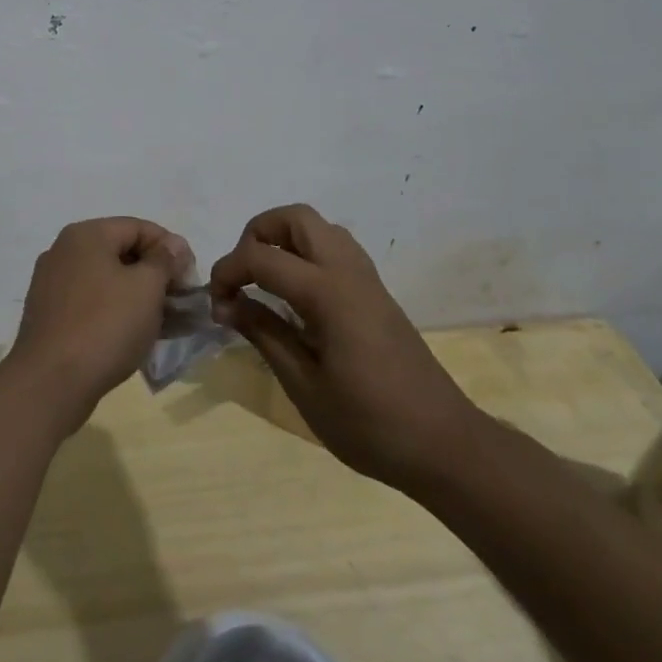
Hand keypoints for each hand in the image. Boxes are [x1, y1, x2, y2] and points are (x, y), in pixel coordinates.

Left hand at [5, 217, 191, 433]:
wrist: (50, 382)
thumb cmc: (105, 325)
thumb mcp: (147, 288)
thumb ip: (164, 260)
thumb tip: (173, 244)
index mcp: (86, 235)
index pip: (139, 227)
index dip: (170, 248)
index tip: (190, 278)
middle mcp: (64, 251)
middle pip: (121, 252)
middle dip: (155, 275)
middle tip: (180, 302)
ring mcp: (52, 283)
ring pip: (107, 280)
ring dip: (138, 297)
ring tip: (165, 323)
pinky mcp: (49, 314)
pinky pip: (91, 302)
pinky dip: (115, 312)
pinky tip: (135, 335)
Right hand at [209, 203, 478, 488]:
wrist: (444, 444)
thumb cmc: (369, 423)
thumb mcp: (304, 386)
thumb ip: (264, 335)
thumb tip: (226, 304)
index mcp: (327, 292)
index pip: (261, 256)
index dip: (228, 271)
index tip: (216, 304)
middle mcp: (347, 271)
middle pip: (295, 218)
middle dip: (257, 234)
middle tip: (242, 276)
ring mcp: (366, 278)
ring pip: (318, 227)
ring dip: (283, 239)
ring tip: (264, 282)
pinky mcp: (375, 291)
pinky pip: (335, 247)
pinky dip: (306, 253)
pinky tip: (297, 296)